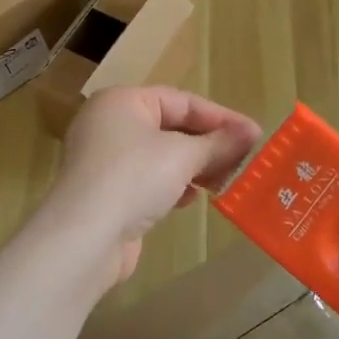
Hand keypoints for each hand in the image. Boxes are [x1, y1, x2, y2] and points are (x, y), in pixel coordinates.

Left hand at [46, 87, 261, 286]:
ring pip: (161, 156)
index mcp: (122, 101)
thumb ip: (218, 143)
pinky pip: (148, 180)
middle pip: (170, 127)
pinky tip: (192, 199)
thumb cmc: (134, 178)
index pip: (181, 100)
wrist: (84, 237)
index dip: (221, 117)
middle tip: (245, 160)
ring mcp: (105, 160)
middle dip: (208, 144)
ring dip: (194, 167)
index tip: (254, 134)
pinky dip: (173, 185)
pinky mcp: (107, 192)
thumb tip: (250, 132)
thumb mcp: (183, 155)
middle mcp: (110, 124)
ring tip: (225, 180)